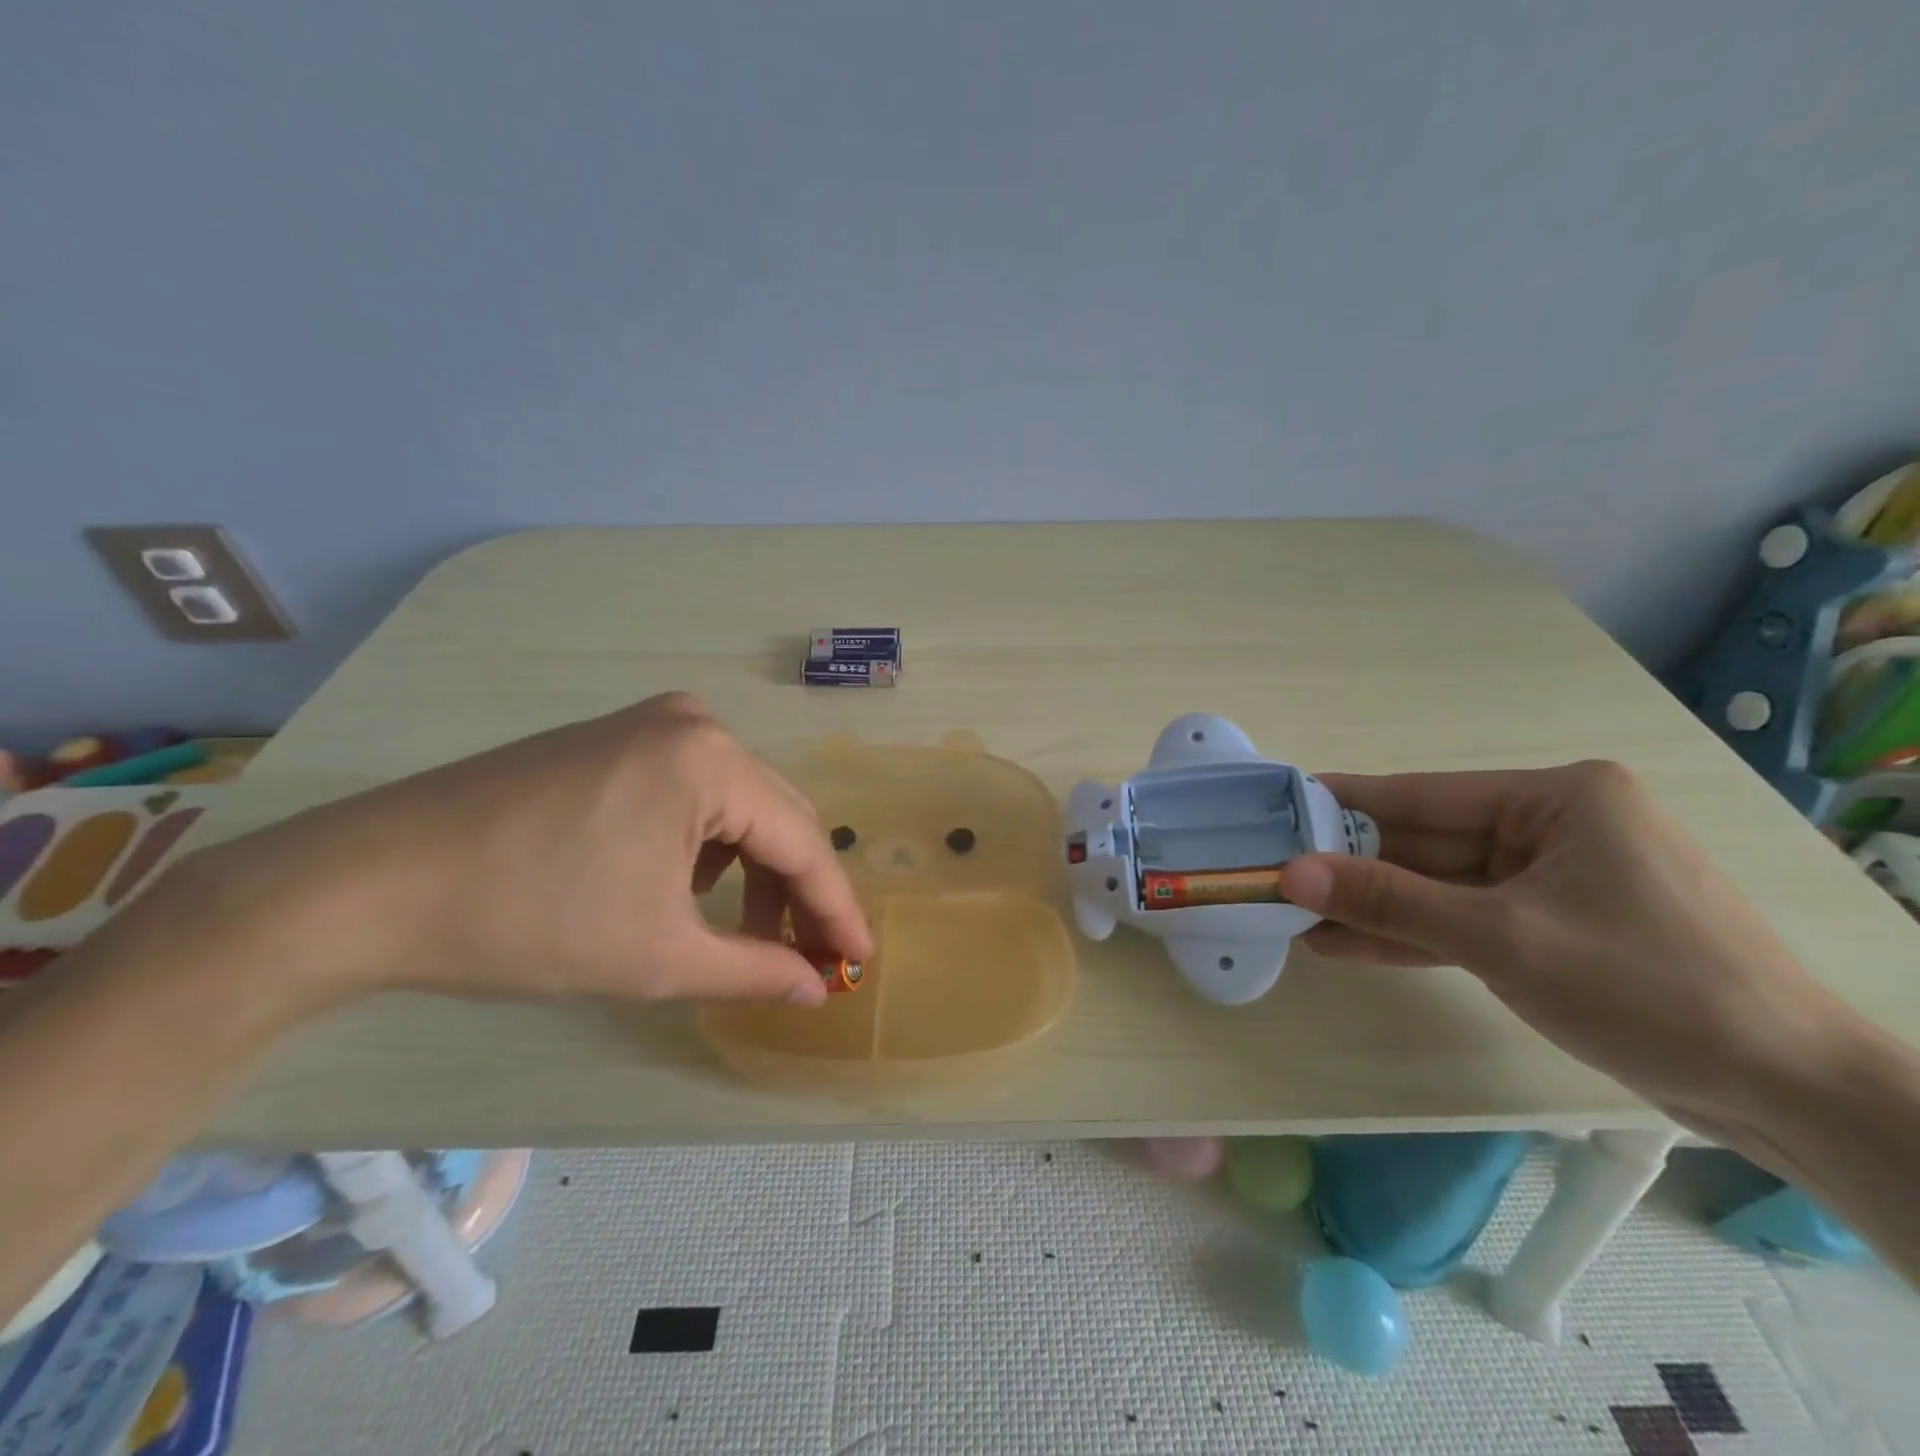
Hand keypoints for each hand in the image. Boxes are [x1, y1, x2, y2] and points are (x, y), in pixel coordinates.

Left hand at [177, 693, 871, 1011]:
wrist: (370, 885)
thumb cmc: (530, 920)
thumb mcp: (658, 958)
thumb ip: (755, 971)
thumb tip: (816, 989)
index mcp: (712, 760)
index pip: (801, 842)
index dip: (835, 908)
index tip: (862, 959)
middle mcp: (694, 724)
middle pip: (774, 817)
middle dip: (796, 891)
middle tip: (810, 958)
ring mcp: (650, 724)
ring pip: (735, 806)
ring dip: (752, 872)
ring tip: (747, 936)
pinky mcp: (614, 739)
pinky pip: (693, 793)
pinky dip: (707, 847)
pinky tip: (685, 891)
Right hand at [1277, 760, 1846, 1130]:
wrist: (1790, 1096)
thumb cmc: (1649, 988)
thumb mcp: (1501, 938)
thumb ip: (1389, 902)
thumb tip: (1291, 874)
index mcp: (1557, 799)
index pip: (1423, 796)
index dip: (1344, 805)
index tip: (1278, 809)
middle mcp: (1552, 827)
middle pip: (1425, 843)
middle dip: (1351, 867)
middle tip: (1273, 873)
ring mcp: (1550, 881)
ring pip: (1437, 887)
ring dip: (1372, 906)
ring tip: (1292, 915)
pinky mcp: (1548, 928)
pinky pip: (1461, 921)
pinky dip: (1409, 935)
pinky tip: (1343, 944)